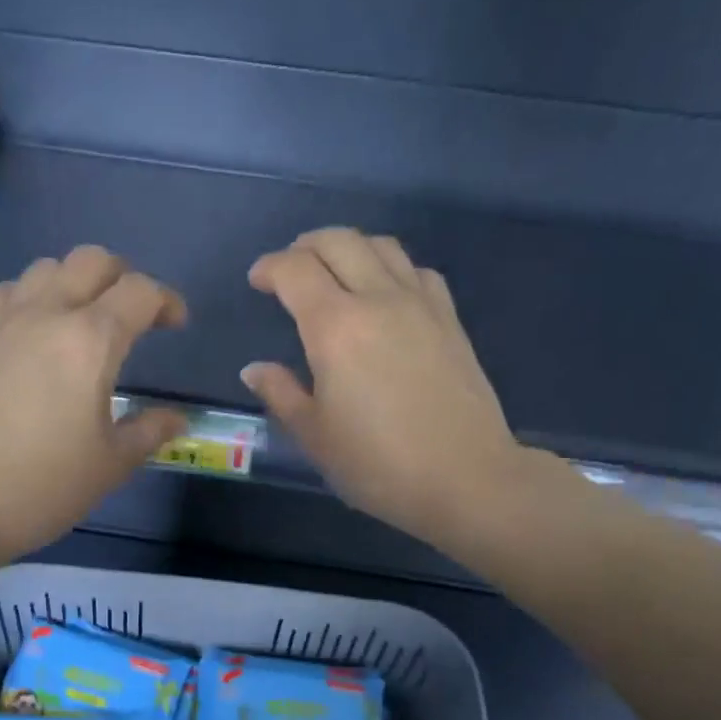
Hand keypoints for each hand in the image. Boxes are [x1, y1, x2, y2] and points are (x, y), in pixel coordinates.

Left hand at [0, 246, 188, 566]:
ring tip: (86, 321)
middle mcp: (47, 314)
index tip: (177, 325)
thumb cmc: (41, 487)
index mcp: (90, 341)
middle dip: (123, 277)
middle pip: (92, 261)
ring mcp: (3, 322)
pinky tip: (33, 330)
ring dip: (76, 281)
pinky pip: (5, 291)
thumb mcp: (109, 466)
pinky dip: (28, 296)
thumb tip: (177, 418)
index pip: (138, 293)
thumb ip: (148, 432)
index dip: (166, 301)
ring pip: (46, 268)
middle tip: (136, 316)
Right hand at [243, 228, 543, 555]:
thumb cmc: (378, 464)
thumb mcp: (316, 436)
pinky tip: (386, 292)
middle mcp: (378, 299)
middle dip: (306, 246)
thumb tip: (255, 369)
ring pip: (382, 246)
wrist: (465, 477)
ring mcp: (421, 304)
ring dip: (350, 247)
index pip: (295, 271)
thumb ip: (282, 394)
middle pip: (339, 242)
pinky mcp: (450, 320)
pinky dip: (391, 267)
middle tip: (290, 269)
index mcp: (335, 327)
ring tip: (335, 271)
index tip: (257, 281)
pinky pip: (416, 271)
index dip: (269, 267)